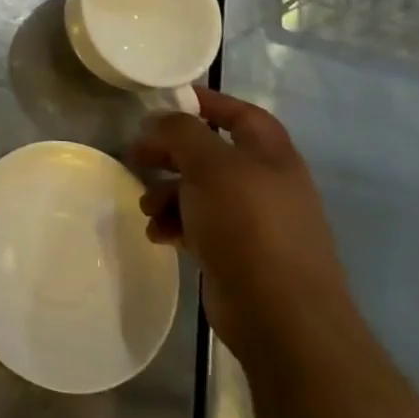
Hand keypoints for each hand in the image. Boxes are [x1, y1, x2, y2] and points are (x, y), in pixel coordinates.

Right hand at [127, 87, 356, 367]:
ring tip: (147, 208)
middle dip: (172, 152)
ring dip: (167, 193)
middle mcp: (266, 184)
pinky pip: (199, 225)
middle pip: (212, 153)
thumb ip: (182, 133)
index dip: (206, 102)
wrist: (281, 315)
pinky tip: (159, 235)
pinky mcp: (238, 253)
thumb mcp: (210, 166)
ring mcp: (254, 222)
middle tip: (137, 154)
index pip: (240, 114)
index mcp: (271, 156)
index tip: (165, 102)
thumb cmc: (248, 226)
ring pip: (200, 192)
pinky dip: (176, 224)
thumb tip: (161, 119)